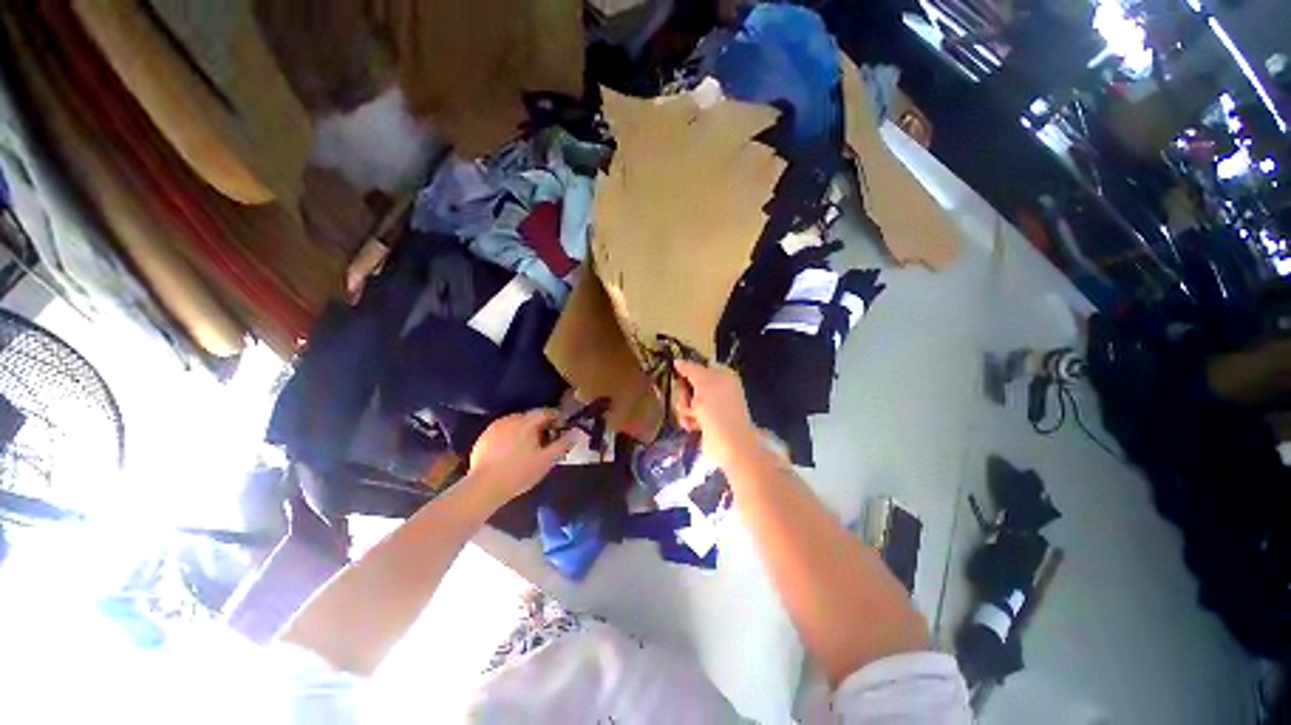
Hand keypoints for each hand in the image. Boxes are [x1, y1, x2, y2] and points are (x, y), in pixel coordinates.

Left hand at [468, 410, 577, 503]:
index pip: (546, 412)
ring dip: (524, 430)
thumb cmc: (519, 473)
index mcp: (526, 422)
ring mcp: (494, 427)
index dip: (556, 418)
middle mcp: (510, 419)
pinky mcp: (483, 437)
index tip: (561, 428)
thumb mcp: (546, 460)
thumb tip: (577, 432)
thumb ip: (563, 444)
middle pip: (530, 417)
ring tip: (529, 446)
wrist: (483, 488)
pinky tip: (511, 451)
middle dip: (540, 425)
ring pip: (515, 423)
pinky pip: (502, 431)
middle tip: (546, 440)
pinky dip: (510, 436)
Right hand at [674, 360, 760, 468]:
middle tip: (688, 400)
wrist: (729, 442)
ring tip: (693, 416)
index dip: (688, 370)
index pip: (700, 365)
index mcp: (723, 375)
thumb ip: (689, 368)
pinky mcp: (706, 422)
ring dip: (686, 408)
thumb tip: (677, 361)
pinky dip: (689, 420)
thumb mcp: (704, 381)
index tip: (678, 375)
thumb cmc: (718, 407)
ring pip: (687, 400)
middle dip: (685, 393)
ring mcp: (713, 406)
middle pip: (690, 384)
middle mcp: (719, 389)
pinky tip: (693, 426)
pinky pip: (689, 415)